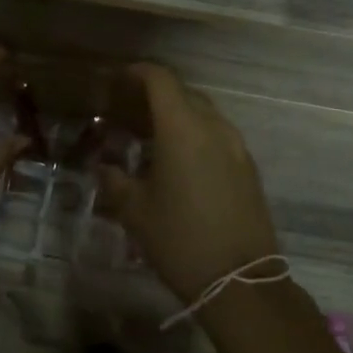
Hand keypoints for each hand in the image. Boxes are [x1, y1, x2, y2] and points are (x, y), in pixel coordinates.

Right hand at [96, 64, 279, 303]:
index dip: (137, 72)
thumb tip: (103, 167)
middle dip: (154, 95)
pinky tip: (179, 161)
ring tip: (151, 136)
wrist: (241, 281)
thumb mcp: (135, 211)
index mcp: (182, 128)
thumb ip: (114, 180)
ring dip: (177, 115)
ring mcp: (236, 146)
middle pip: (183, 93)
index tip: (117, 80)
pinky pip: (217, 135)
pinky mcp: (249, 167)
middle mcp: (213, 127)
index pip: (161, 79)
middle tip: (128, 112)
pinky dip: (195, 134)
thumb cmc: (180, 239)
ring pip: (203, 113)